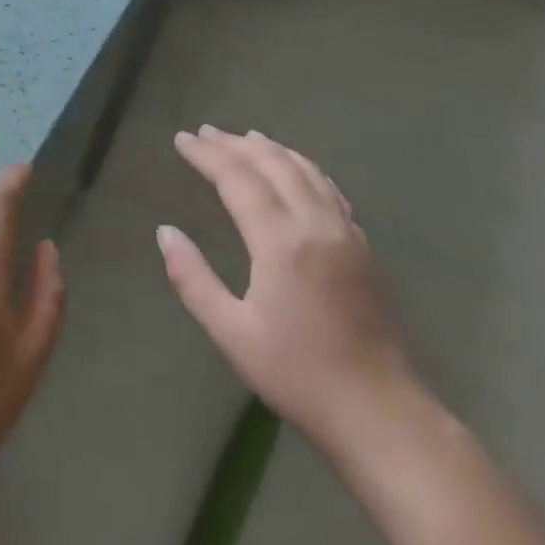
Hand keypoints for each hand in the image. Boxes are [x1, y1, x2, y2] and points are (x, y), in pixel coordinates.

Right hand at [158, 126, 414, 453]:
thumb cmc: (296, 375)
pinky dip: (305, 169)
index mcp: (281, 243)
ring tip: (246, 137)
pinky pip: (330, 190)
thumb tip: (166, 232)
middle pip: (274, 165)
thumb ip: (193, 279)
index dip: (208, 155)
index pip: (238, 180)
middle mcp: (316, 226)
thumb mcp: (231, 333)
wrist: (379, 411)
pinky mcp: (363, 248)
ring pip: (307, 172)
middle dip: (236, 144)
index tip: (182, 139)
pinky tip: (297, 170)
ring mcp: (346, 234)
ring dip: (273, 150)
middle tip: (205, 132)